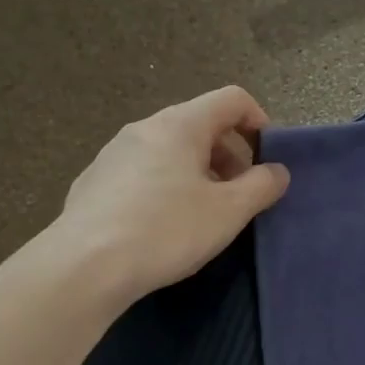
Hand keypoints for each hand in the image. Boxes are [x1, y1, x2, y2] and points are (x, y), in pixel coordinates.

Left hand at [58, 86, 290, 300]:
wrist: (87, 265)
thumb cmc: (167, 230)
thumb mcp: (228, 212)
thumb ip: (261, 187)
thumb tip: (277, 171)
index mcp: (180, 124)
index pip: (231, 99)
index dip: (259, 121)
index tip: (267, 159)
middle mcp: (144, 127)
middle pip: (199, 125)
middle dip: (229, 155)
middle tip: (239, 196)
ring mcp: (113, 153)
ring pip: (169, 150)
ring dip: (197, 173)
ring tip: (203, 215)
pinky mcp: (94, 182)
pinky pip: (142, 173)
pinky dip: (165, 187)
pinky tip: (162, 227)